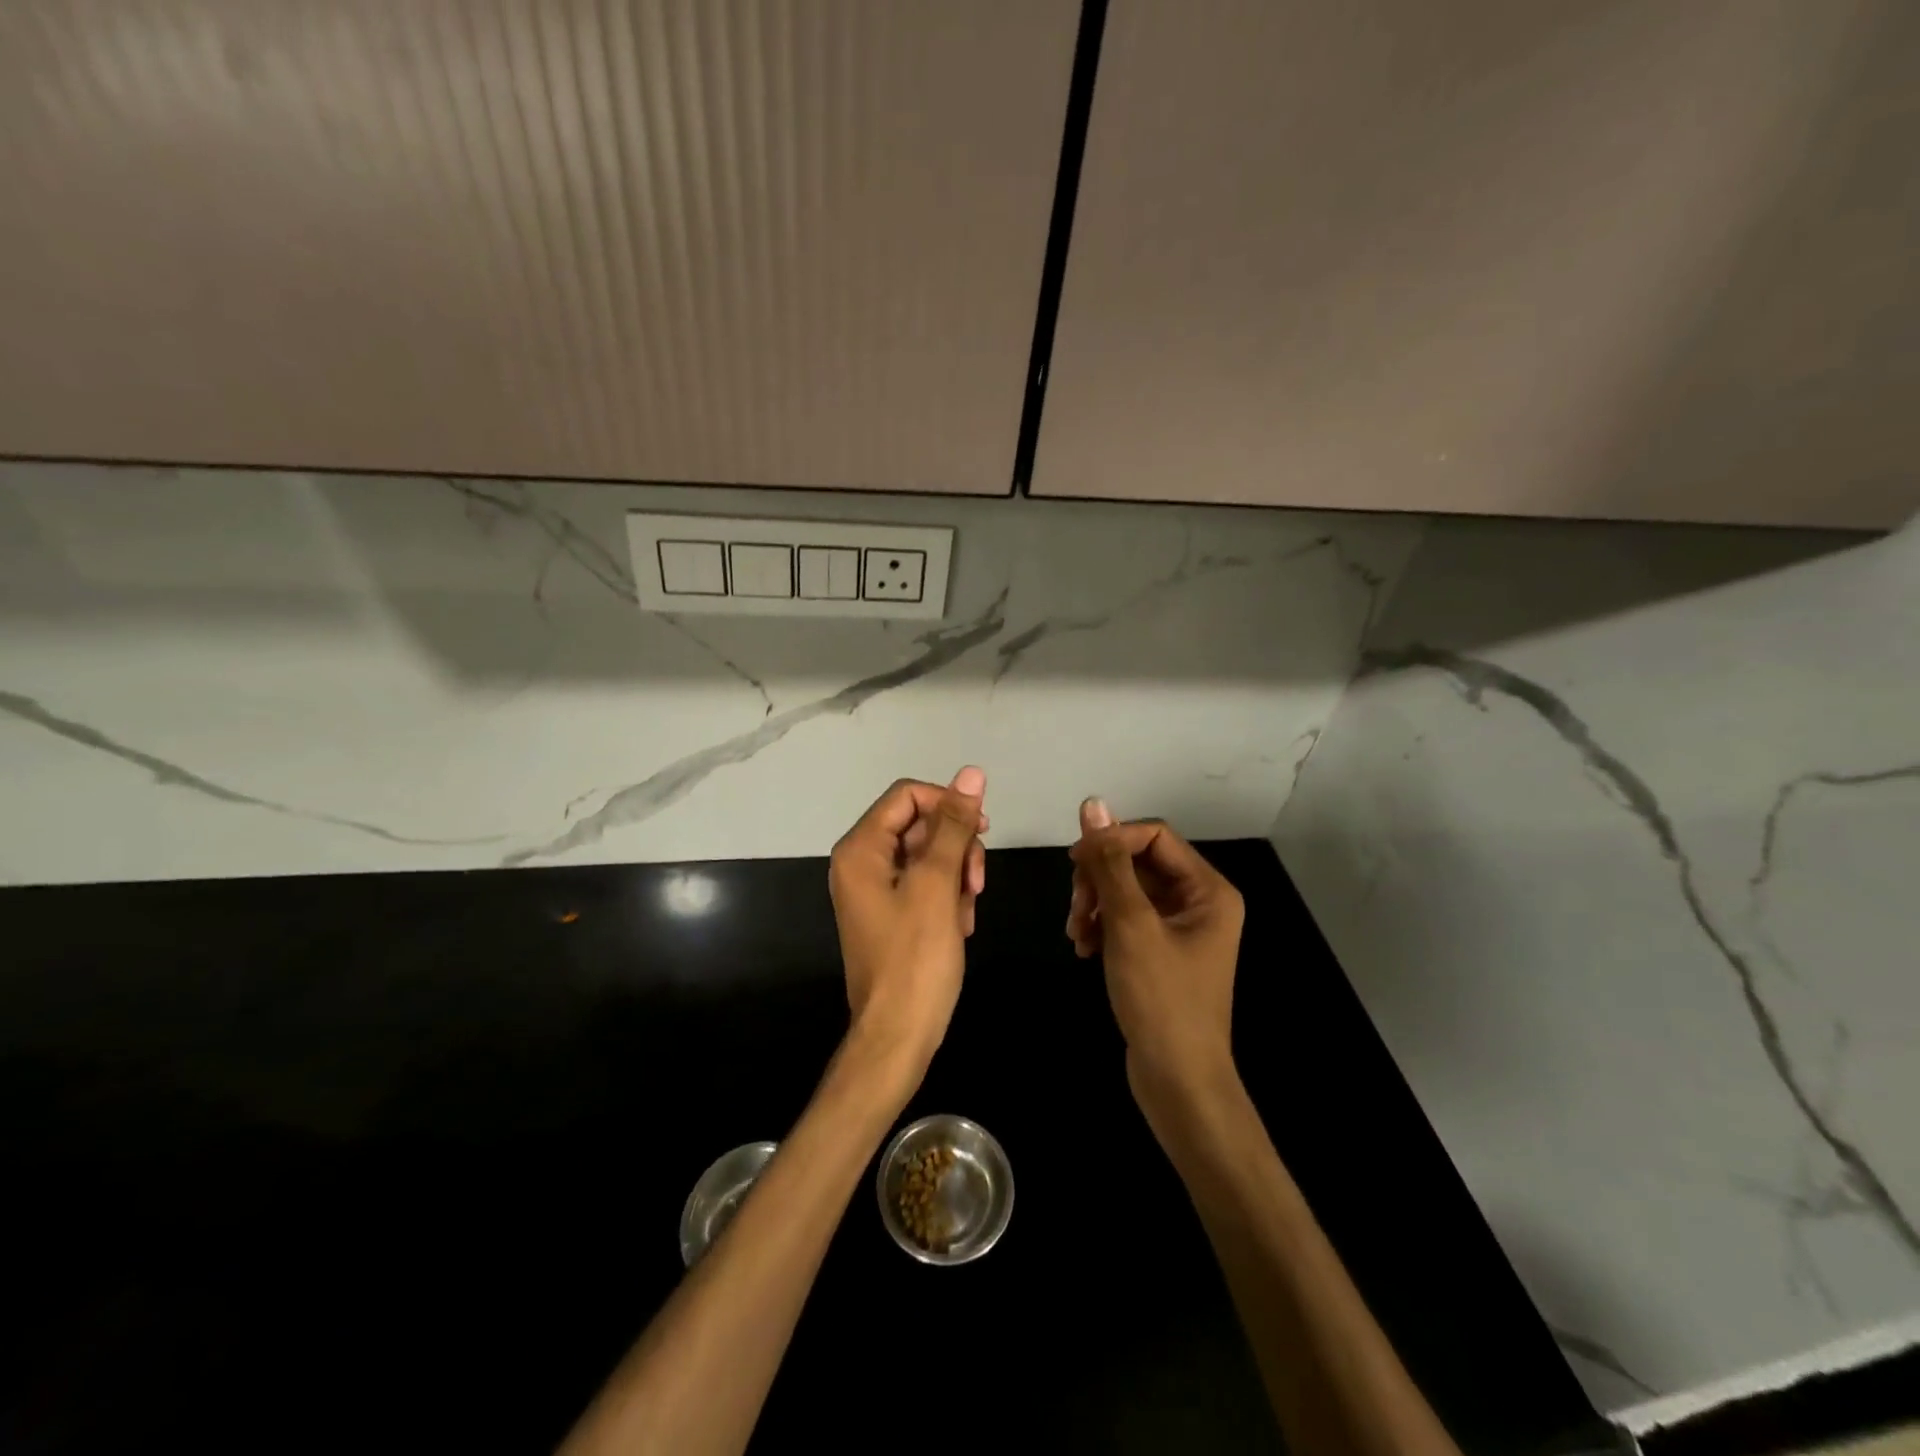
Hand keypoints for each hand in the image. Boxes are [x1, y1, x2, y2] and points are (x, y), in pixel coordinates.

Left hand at [828, 767, 987, 1079]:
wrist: (898, 1034)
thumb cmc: (916, 958)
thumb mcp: (938, 884)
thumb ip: (954, 825)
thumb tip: (971, 774)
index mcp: (861, 849)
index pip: (907, 796)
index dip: (948, 804)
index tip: (982, 830)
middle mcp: (861, 862)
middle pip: (919, 824)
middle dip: (955, 847)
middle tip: (976, 882)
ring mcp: (874, 889)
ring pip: (927, 855)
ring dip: (956, 874)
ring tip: (968, 910)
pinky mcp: (890, 912)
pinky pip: (923, 883)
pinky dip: (947, 896)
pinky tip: (960, 924)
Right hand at [1068, 798, 1244, 1113]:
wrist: (1178, 1081)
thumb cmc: (1161, 999)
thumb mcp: (1130, 924)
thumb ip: (1110, 862)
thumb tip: (1093, 804)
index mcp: (1208, 889)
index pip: (1154, 835)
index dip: (1111, 840)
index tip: (1073, 862)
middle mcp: (1199, 902)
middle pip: (1138, 862)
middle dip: (1100, 878)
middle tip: (1075, 907)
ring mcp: (1181, 929)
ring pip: (1127, 891)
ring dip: (1095, 903)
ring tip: (1076, 933)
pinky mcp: (1162, 952)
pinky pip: (1127, 919)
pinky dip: (1102, 926)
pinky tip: (1084, 948)